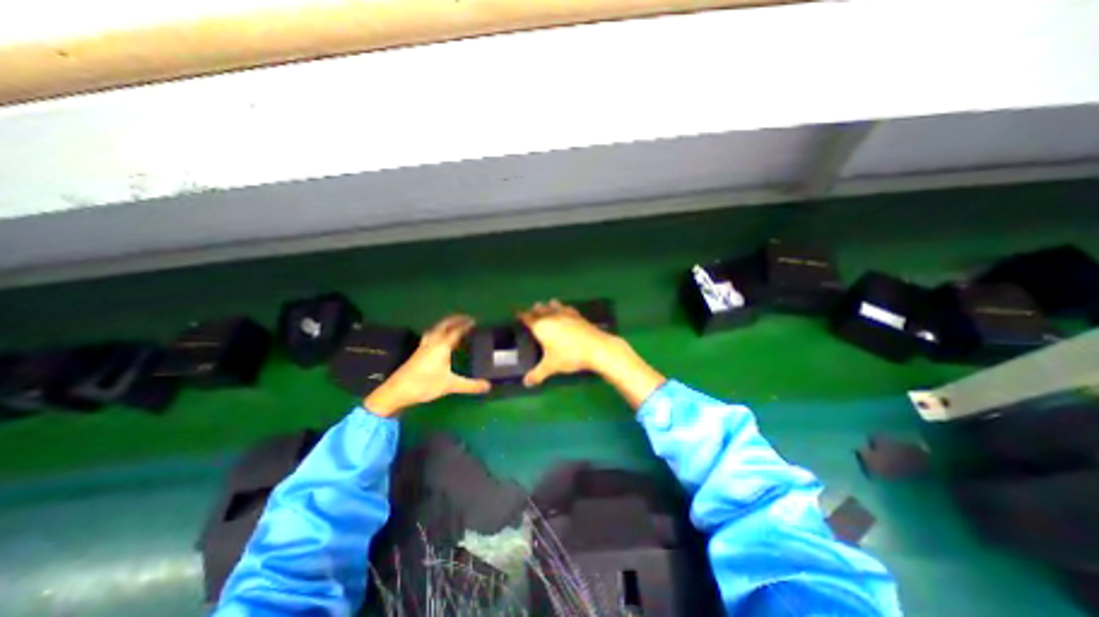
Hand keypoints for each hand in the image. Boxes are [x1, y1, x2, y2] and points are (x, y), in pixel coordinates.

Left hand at [365, 312, 489, 419]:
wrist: (396, 391)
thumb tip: (489, 386)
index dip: (466, 325)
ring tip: (453, 325)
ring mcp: (423, 346)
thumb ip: (470, 385)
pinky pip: (430, 335)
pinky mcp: (418, 352)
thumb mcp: (450, 385)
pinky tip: (439, 339)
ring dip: (445, 324)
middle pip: (444, 325)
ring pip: (435, 329)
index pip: (456, 331)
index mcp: (442, 346)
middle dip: (455, 319)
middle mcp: (432, 342)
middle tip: (465, 318)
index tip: (475, 321)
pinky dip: (438, 332)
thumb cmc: (424, 385)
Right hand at [514, 300, 616, 387]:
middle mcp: (551, 316)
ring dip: (548, 306)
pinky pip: (566, 308)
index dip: (521, 315)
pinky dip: (562, 308)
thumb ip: (537, 374)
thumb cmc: (569, 356)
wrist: (595, 348)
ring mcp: (565, 314)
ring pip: (553, 305)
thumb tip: (526, 383)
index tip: (517, 313)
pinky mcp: (577, 315)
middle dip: (534, 310)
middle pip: (540, 309)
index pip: (527, 317)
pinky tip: (565, 311)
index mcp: (541, 326)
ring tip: (547, 308)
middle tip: (532, 313)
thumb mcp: (551, 367)